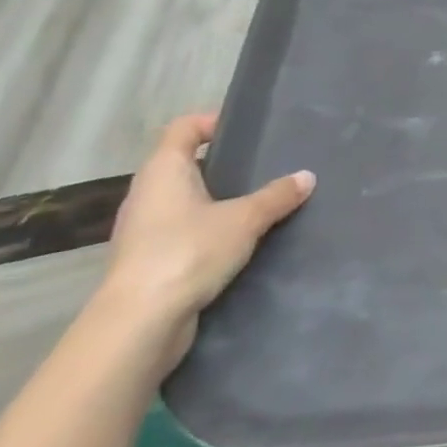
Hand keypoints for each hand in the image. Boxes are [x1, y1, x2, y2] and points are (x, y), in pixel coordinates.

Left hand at [100, 113, 314, 367]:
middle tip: (264, 166)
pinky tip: (240, 242)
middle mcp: (147, 195)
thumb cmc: (187, 253)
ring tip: (259, 203)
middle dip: (222, 164)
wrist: (138, 326)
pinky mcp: (148, 263)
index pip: (183, 128)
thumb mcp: (244, 220)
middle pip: (184, 164)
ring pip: (184, 201)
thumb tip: (307, 177)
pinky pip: (183, 232)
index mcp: (162, 171)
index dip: (212, 121)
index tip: (247, 129)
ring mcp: (143, 231)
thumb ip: (276, 196)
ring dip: (217, 200)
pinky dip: (209, 231)